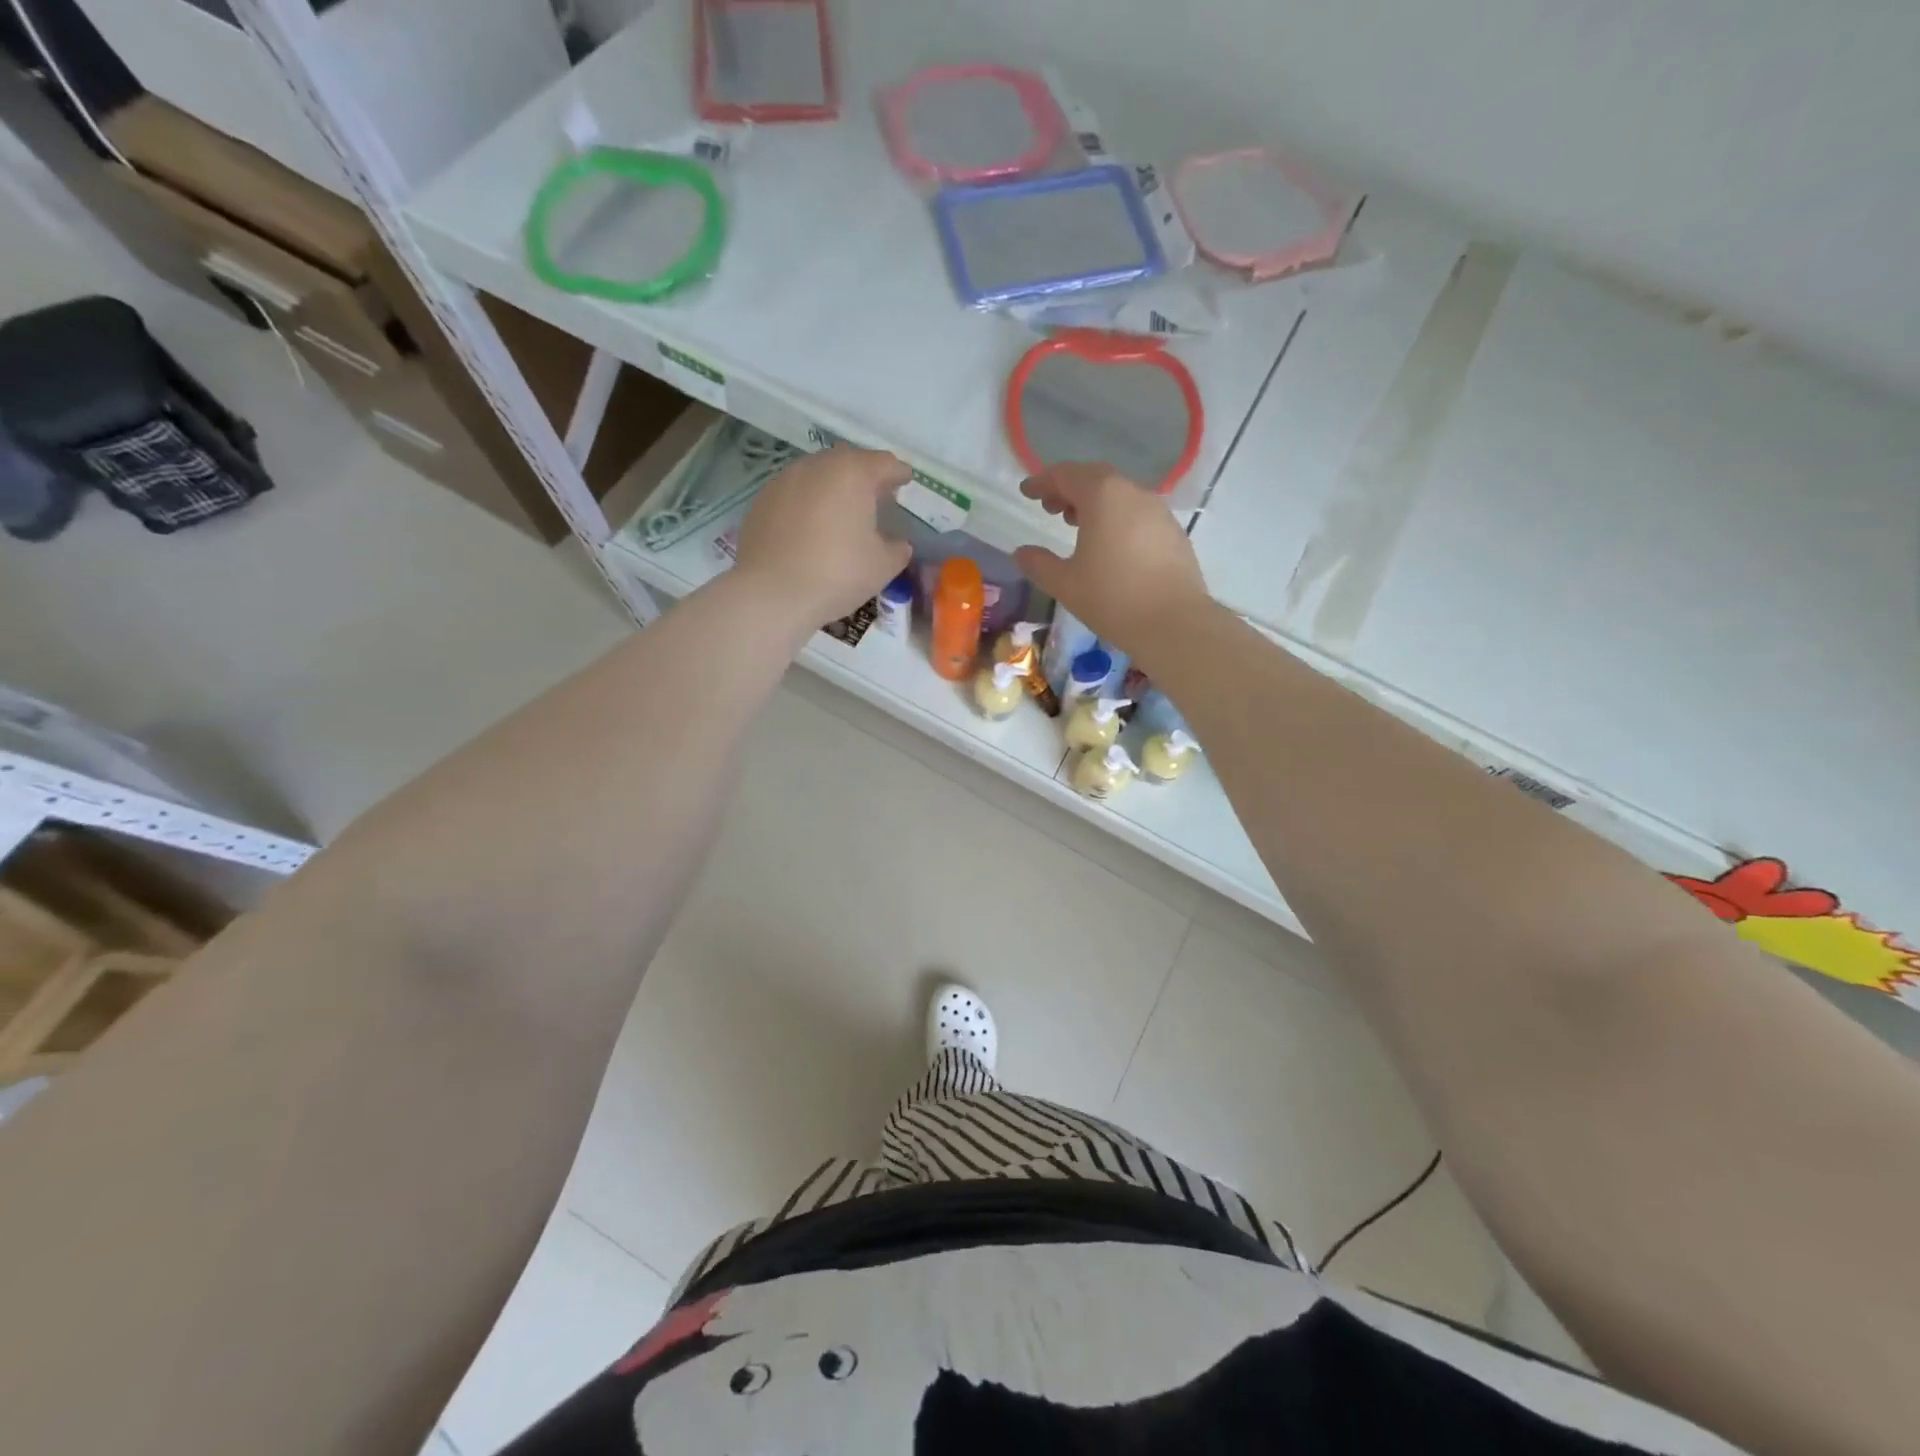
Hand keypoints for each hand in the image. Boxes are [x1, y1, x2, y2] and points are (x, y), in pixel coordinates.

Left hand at [734, 446, 912, 625]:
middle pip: (848, 462)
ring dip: (834, 487)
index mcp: (853, 473)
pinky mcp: (762, 500)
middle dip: (865, 476)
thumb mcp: (882, 566)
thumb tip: (898, 544)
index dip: (899, 473)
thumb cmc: (836, 574)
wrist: (770, 594)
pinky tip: (812, 527)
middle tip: (877, 496)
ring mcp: (784, 480)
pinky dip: (809, 503)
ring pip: (818, 475)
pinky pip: (795, 494)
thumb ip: (897, 549)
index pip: (885, 463)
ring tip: (843, 511)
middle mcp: (817, 466)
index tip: (906, 480)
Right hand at [1012, 463, 1213, 666]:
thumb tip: (1021, 553)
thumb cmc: (1112, 598)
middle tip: (1050, 508)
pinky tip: (1110, 544)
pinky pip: (1137, 513)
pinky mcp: (1173, 531)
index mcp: (1102, 496)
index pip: (1066, 475)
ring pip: (1119, 494)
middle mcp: (1133, 493)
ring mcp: (1158, 510)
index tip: (1026, 492)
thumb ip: (1039, 564)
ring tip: (1077, 525)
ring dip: (1095, 503)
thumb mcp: (1065, 584)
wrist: (1174, 623)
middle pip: (1095, 478)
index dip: (1042, 482)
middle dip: (1069, 488)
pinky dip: (1117, 517)